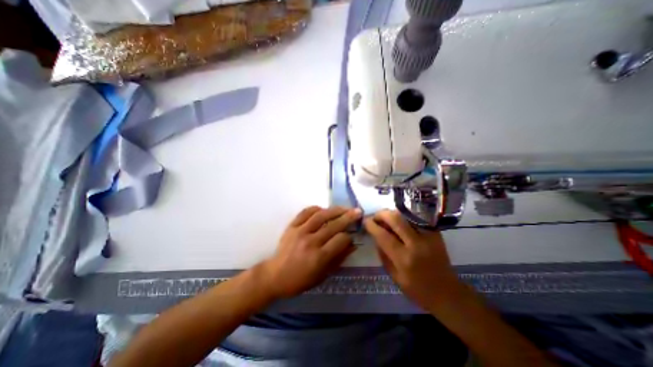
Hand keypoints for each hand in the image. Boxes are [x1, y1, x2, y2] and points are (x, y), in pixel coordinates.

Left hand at [261, 206, 361, 297]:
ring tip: (344, 207)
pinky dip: (316, 208)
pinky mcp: (291, 226)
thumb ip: (339, 259)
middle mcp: (310, 241)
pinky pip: (305, 212)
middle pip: (333, 225)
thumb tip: (353, 245)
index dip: (349, 236)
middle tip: (357, 211)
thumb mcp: (323, 275)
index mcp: (319, 257)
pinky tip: (323, 209)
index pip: (340, 240)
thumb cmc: (300, 280)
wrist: (275, 276)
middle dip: (348, 217)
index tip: (352, 235)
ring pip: (321, 215)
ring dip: (335, 210)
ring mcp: (300, 231)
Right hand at [362, 211, 463, 310]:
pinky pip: (416, 219)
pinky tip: (401, 223)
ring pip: (406, 215)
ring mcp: (428, 237)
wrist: (447, 293)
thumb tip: (375, 236)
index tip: (365, 221)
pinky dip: (405, 218)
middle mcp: (416, 244)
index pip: (383, 235)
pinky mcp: (435, 233)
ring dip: (393, 214)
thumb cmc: (417, 289)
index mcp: (403, 259)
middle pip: (395, 219)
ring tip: (387, 219)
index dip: (371, 225)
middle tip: (376, 217)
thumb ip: (383, 254)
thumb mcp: (394, 276)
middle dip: (381, 214)